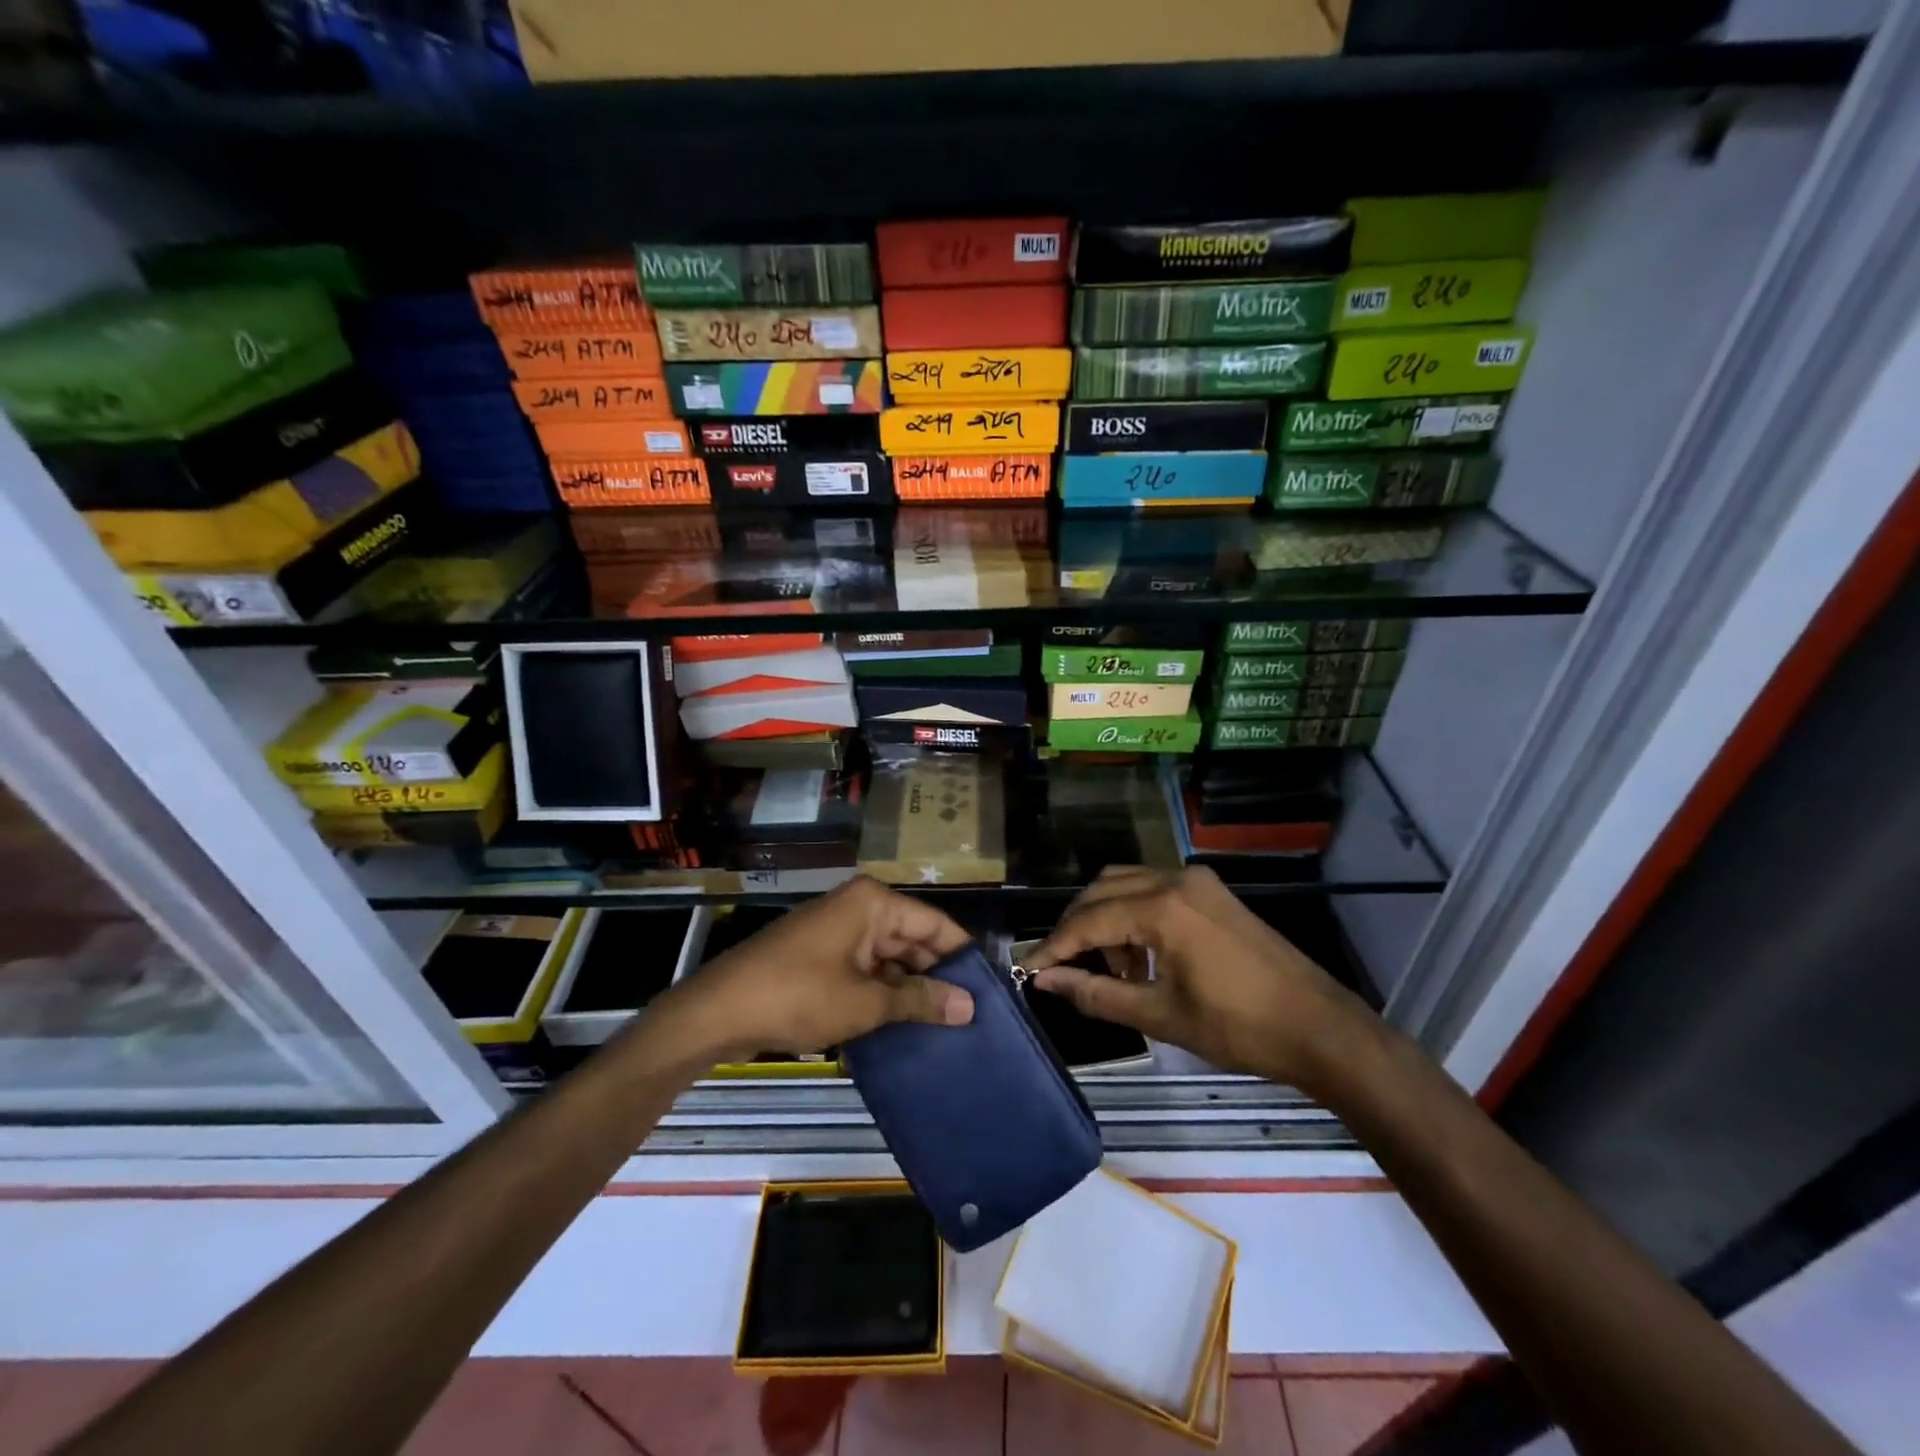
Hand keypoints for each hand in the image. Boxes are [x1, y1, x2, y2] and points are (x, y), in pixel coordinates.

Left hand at [668, 876, 975, 1059]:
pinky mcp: (822, 955)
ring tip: (945, 1025)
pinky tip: (904, 1023)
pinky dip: (883, 992)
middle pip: (913, 939)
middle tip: (970, 1016)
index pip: (935, 924)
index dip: (962, 957)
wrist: (719, 1011)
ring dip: (910, 988)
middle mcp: (859, 907)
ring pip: (889, 957)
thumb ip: (920, 1000)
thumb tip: (968, 1006)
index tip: (988, 991)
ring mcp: (838, 930)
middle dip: (937, 976)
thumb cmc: (799, 996)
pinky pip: (865, 968)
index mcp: (874, 903)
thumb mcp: (866, 1002)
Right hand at [1022, 866, 1372, 1091]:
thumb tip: (1046, 981)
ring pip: (1127, 884)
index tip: (1028, 969)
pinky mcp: (1213, 892)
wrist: (1321, 1027)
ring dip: (1105, 919)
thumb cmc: (1239, 1027)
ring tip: (1111, 971)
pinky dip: (1134, 914)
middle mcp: (1175, 879)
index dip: (1054, 945)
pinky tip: (1143, 957)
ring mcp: (1197, 881)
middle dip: (1076, 927)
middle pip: (1102, 890)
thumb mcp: (1161, 1015)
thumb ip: (1096, 994)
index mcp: (1161, 907)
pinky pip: (1155, 890)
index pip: (1088, 920)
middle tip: (1063, 968)